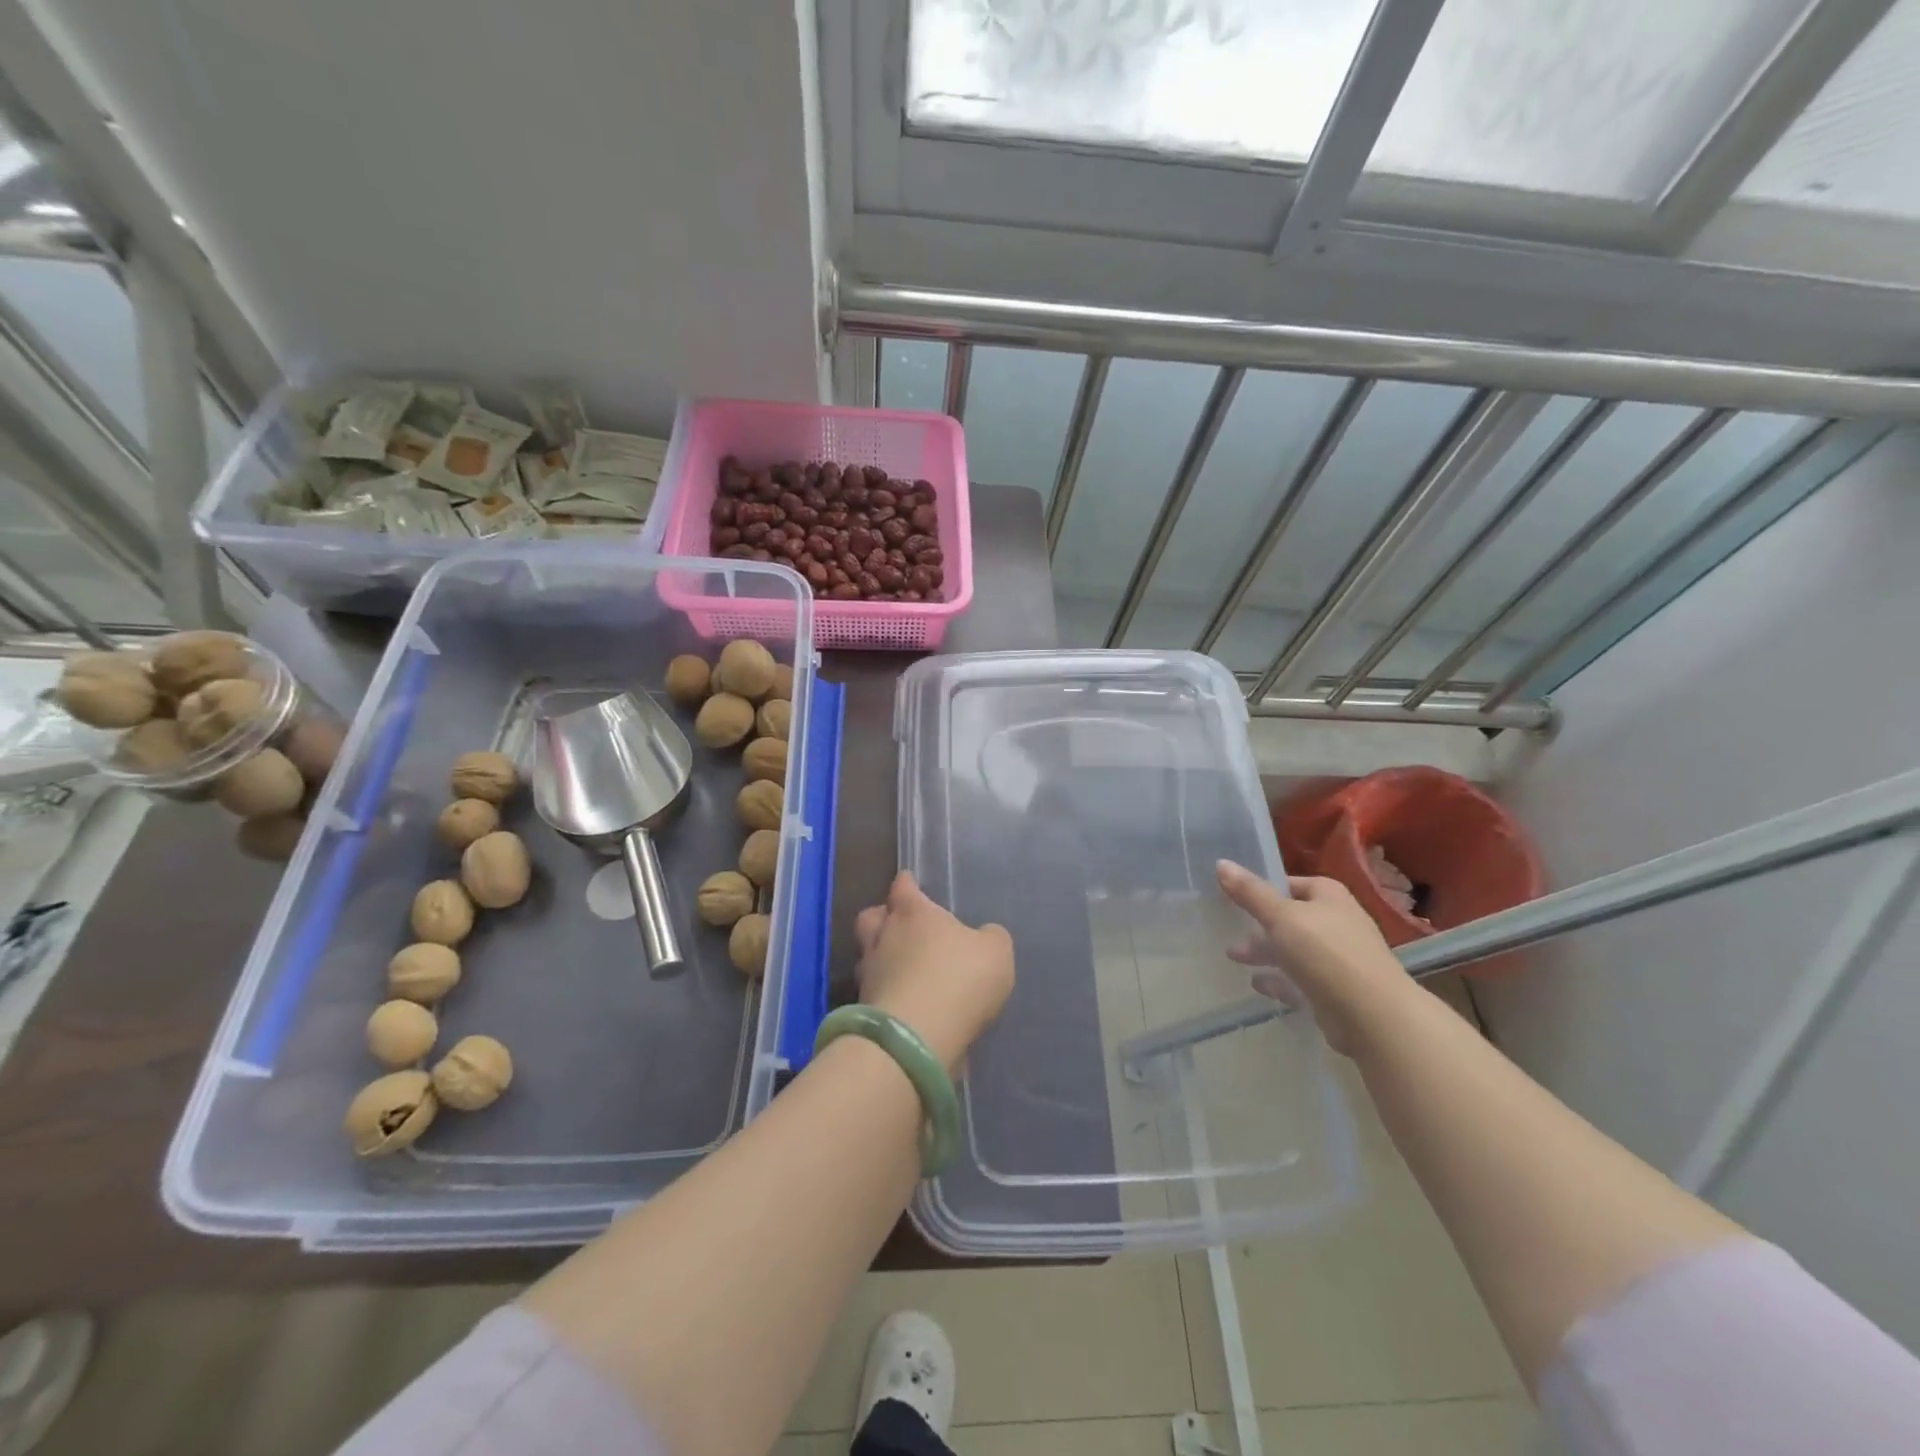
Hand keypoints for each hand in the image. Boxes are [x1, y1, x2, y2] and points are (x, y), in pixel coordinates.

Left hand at [855, 871, 1014, 1071]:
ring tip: (901, 970)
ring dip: (880, 960)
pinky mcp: (864, 1010)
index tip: (909, 883)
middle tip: (898, 926)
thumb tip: (985, 935)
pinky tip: (904, 1003)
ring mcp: (869, 974)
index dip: (907, 884)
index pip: (903, 887)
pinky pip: (873, 993)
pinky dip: (885, 994)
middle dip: (882, 918)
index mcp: (913, 913)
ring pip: (866, 956)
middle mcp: (884, 937)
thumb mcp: (995, 953)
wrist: (918, 1038)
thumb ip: (990, 938)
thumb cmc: (959, 978)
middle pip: (871, 918)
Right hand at [1216, 860, 1416, 1056]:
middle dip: (1260, 925)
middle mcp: (1337, 923)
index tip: (1237, 895)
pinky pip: (1301, 980)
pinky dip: (1279, 980)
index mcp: (1329, 897)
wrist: (1372, 1016)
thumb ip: (1250, 892)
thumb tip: (1221, 862)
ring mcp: (1339, 959)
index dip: (1265, 888)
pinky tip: (1258, 984)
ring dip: (1266, 952)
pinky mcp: (1336, 991)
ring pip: (1294, 950)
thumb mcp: (1281, 916)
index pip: (1293, 884)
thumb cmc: (1325, 953)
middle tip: (1231, 931)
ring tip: (1234, 958)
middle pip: (1291, 918)